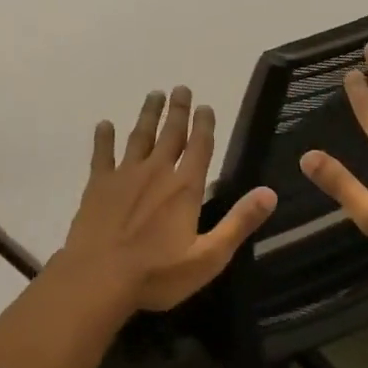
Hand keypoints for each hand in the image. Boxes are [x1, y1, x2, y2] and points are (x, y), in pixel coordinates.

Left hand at [58, 86, 276, 312]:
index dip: (204, 125)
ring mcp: (124, 176)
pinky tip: (105, 124)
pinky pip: (102, 154)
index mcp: (185, 188)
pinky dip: (104, 138)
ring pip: (139, 137)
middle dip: (178, 110)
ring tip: (154, 95)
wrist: (98, 278)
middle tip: (181, 88)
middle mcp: (156, 172)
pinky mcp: (97, 185)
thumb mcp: (208, 256)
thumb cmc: (157, 273)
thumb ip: (239, 223)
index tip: (205, 106)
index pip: (200, 147)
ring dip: (148, 115)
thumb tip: (270, 193)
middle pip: (170, 134)